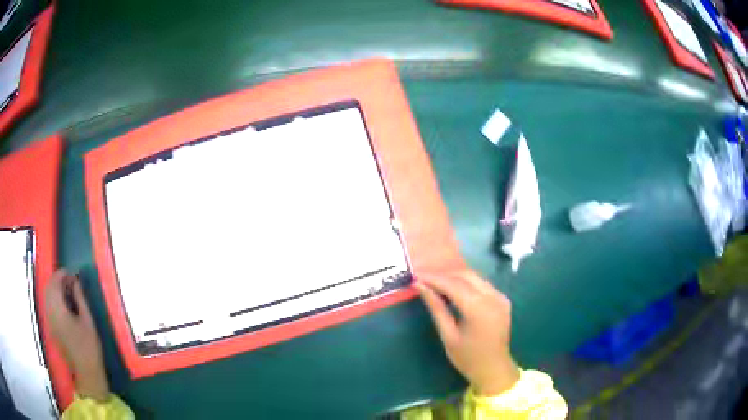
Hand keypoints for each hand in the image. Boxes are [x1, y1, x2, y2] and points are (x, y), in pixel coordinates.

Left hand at [46, 269, 109, 400]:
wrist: (86, 373)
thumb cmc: (89, 347)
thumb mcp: (88, 321)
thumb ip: (80, 299)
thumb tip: (76, 281)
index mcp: (58, 309)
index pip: (55, 282)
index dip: (63, 274)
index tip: (73, 274)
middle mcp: (50, 312)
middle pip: (49, 287)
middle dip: (58, 280)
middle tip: (70, 281)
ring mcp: (49, 320)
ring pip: (47, 295)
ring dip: (55, 289)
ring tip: (67, 291)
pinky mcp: (50, 327)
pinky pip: (48, 305)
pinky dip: (53, 298)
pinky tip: (63, 303)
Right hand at [415, 270, 519, 395]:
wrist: (494, 369)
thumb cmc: (467, 358)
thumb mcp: (448, 335)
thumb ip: (436, 308)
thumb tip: (420, 287)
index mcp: (479, 309)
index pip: (453, 285)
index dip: (434, 278)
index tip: (416, 275)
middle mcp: (493, 297)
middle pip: (466, 275)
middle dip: (444, 274)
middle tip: (424, 278)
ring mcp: (501, 297)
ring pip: (475, 277)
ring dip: (455, 276)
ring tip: (436, 282)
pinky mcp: (503, 299)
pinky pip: (482, 284)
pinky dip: (467, 283)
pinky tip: (454, 289)